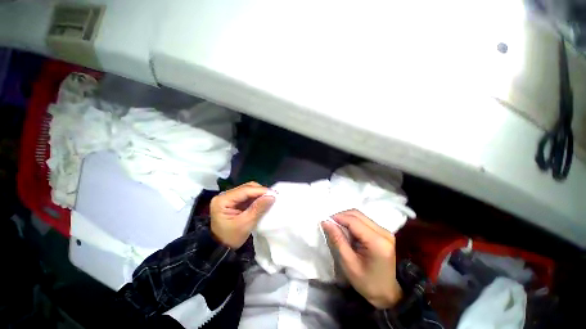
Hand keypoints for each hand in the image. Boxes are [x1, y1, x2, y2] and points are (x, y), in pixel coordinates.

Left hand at [210, 182, 274, 248]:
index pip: (245, 190)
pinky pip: (247, 195)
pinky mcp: (233, 201)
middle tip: (273, 196)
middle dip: (261, 191)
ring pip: (248, 190)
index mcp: (223, 200)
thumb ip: (258, 208)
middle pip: (246, 187)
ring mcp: (229, 197)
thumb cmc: (231, 237)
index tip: (274, 193)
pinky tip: (263, 201)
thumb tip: (272, 197)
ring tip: (269, 198)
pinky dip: (256, 198)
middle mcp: (224, 195)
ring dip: (259, 194)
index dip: (260, 190)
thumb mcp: (245, 224)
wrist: (221, 247)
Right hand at [322, 209, 402, 308]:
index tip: (325, 221)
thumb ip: (337, 240)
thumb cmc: (367, 282)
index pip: (354, 221)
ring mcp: (385, 231)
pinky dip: (352, 222)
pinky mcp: (383, 232)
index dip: (338, 218)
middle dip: (341, 216)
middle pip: (357, 215)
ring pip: (360, 215)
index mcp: (377, 242)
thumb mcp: (348, 263)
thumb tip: (326, 222)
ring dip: (346, 219)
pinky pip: (364, 220)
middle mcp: (384, 232)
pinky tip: (347, 231)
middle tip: (330, 225)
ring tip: (337, 228)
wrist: (387, 293)